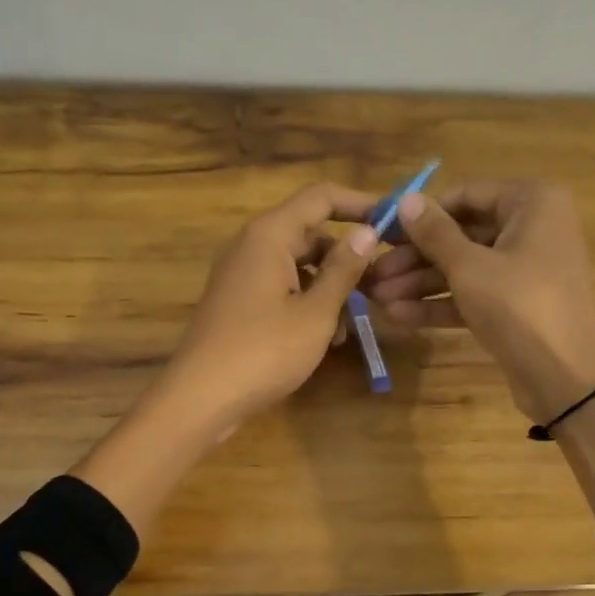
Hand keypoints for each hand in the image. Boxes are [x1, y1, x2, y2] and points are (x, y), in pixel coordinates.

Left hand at [159, 182, 381, 435]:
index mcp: (269, 235)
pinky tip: (324, 339)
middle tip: (380, 286)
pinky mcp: (237, 302)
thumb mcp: (315, 313)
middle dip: (346, 257)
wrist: (200, 397)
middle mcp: (251, 245)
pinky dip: (305, 304)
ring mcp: (240, 275)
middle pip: (309, 233)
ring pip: (297, 266)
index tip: (394, 222)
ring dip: (328, 288)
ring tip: (351, 326)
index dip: (361, 204)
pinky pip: (279, 288)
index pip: (321, 198)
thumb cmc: (264, 352)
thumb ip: (343, 270)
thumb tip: (367, 232)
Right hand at [363, 181, 594, 422]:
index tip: (382, 232)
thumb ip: (434, 233)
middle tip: (373, 273)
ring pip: (464, 268)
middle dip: (415, 258)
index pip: (466, 195)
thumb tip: (405, 199)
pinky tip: (399, 315)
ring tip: (377, 298)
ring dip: (420, 284)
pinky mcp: (516, 305)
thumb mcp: (469, 266)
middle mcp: (532, 228)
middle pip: (462, 235)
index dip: (422, 215)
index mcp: (531, 203)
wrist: (564, 375)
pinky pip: (473, 294)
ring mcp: (524, 269)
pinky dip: (440, 304)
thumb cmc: (519, 304)